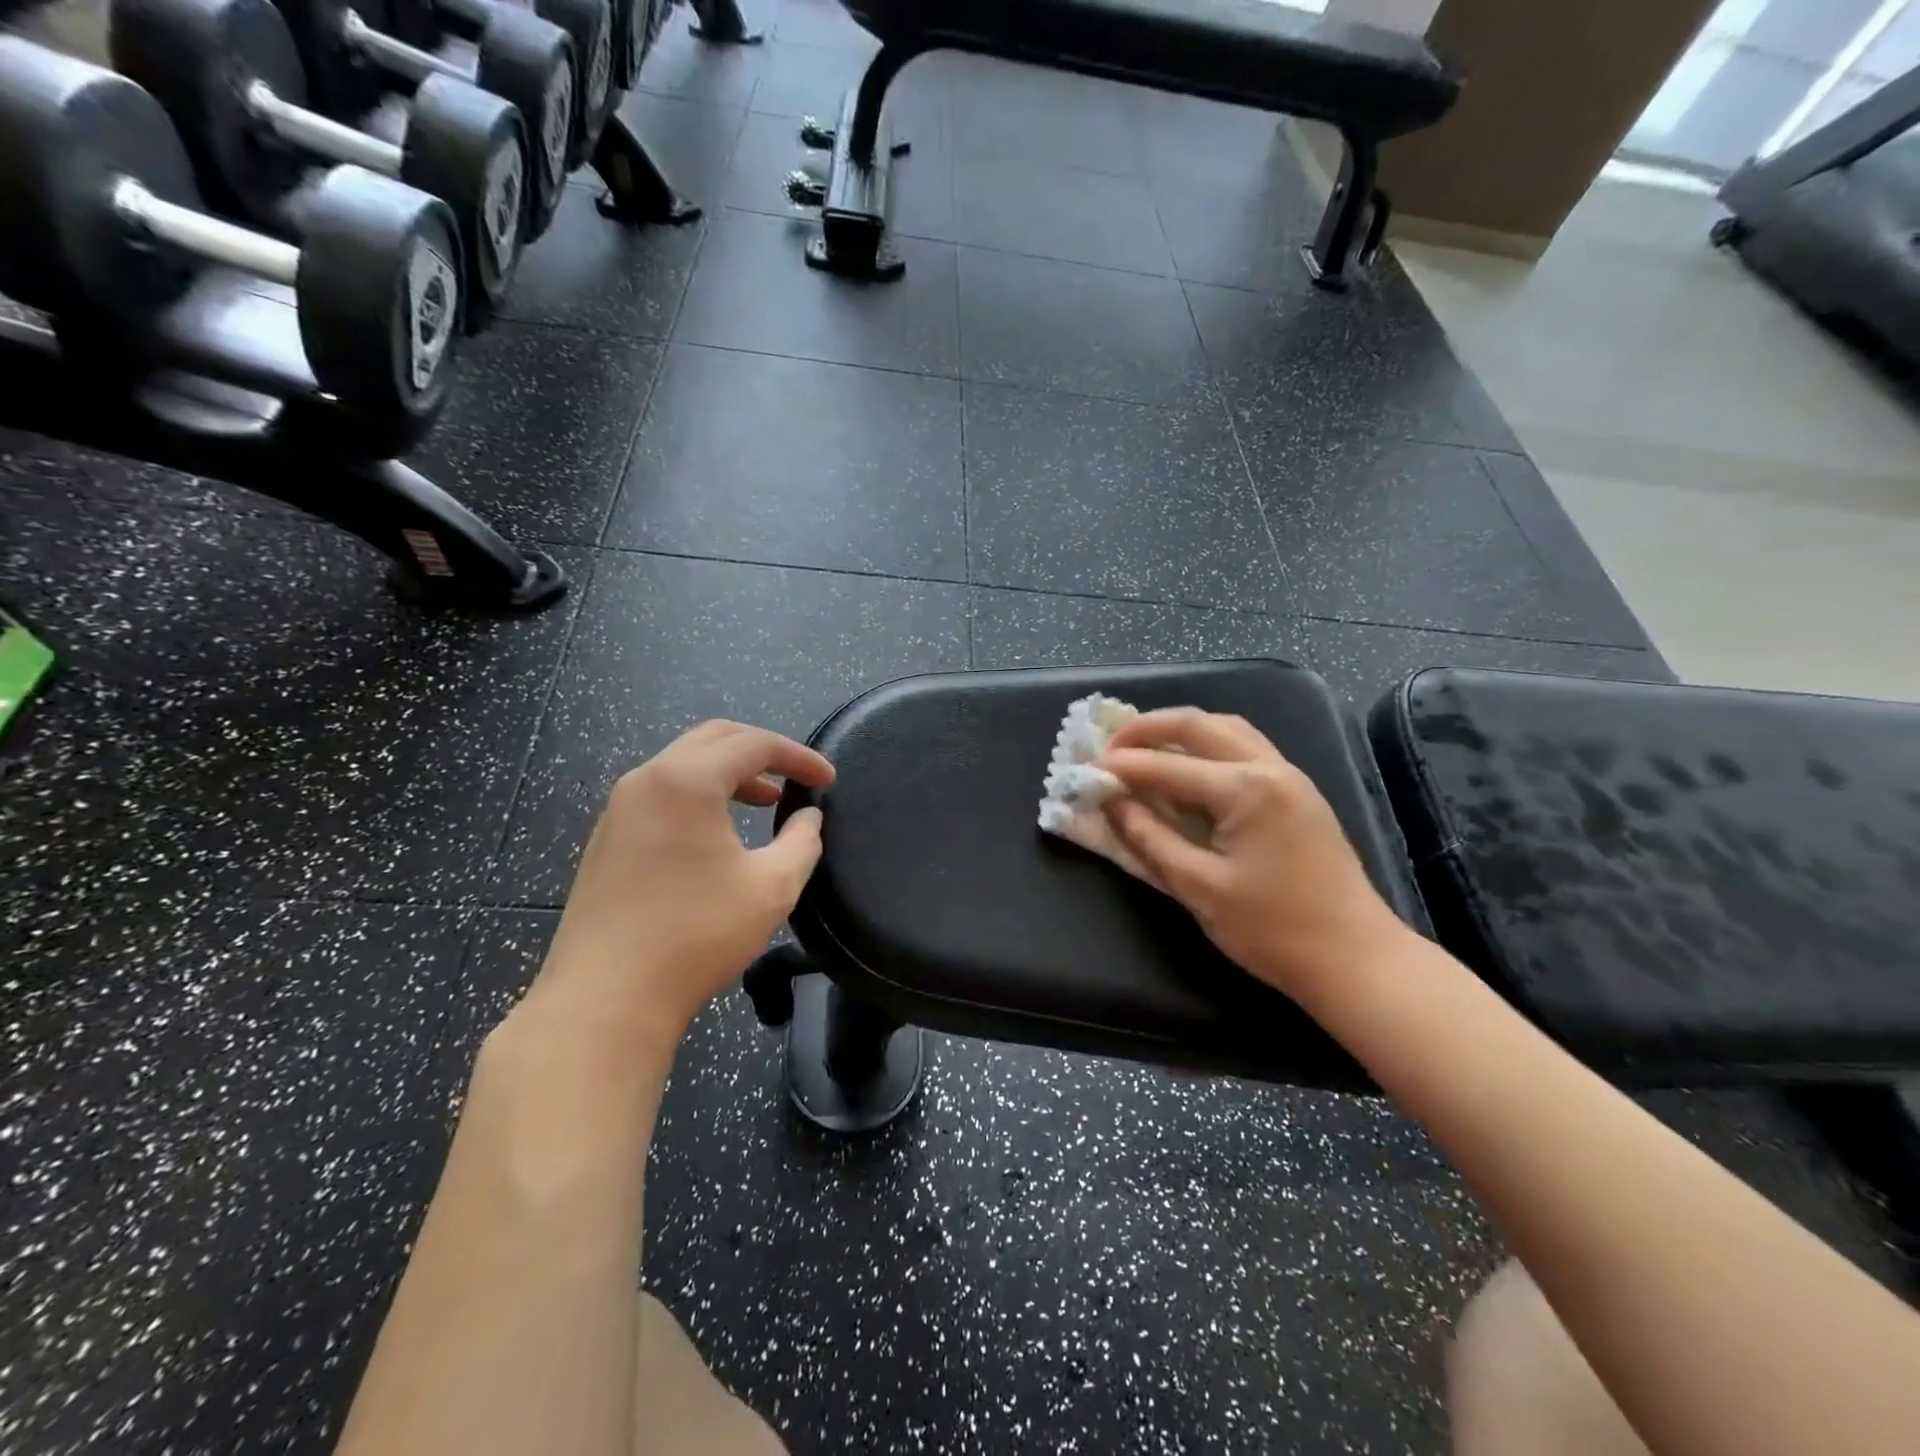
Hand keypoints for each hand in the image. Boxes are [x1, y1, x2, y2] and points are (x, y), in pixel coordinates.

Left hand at [527, 721, 834, 1045]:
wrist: (606, 998)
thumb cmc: (696, 935)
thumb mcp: (771, 888)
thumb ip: (801, 843)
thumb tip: (808, 820)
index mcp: (687, 779)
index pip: (753, 744)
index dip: (799, 756)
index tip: (828, 780)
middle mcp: (647, 780)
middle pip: (714, 739)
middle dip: (762, 752)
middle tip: (796, 778)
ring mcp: (620, 809)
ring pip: (684, 765)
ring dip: (730, 773)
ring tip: (766, 801)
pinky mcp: (607, 839)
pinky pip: (662, 793)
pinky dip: (700, 795)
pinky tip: (719, 832)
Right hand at [1098, 709, 1407, 1005]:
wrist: (1354, 957)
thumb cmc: (1272, 929)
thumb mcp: (1199, 887)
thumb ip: (1151, 838)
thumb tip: (1113, 802)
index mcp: (1245, 790)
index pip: (1168, 766)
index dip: (1123, 766)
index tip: (1087, 768)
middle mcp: (1269, 767)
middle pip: (1199, 724)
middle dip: (1148, 728)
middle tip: (1110, 744)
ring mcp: (1289, 775)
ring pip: (1226, 728)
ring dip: (1181, 729)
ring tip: (1144, 746)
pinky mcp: (1297, 791)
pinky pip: (1245, 746)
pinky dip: (1208, 743)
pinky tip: (1189, 764)